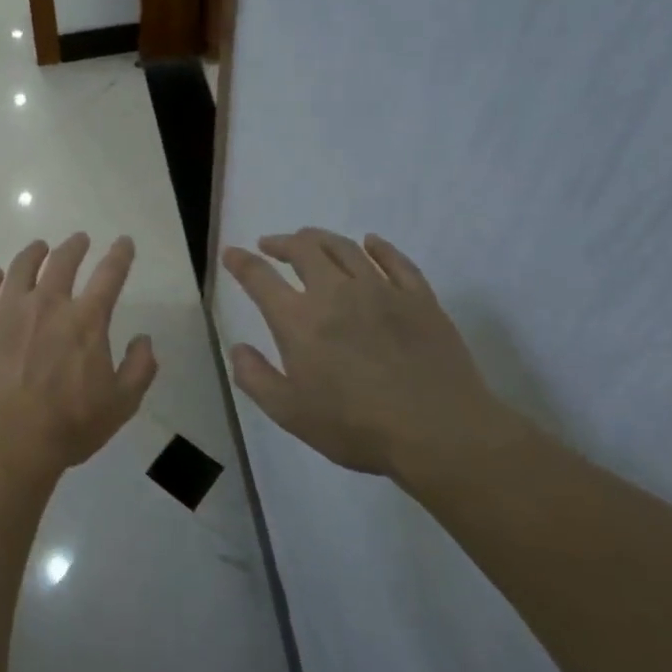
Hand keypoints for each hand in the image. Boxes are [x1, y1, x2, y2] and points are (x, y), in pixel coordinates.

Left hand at [0, 233, 158, 476]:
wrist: (8, 439)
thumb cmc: (69, 425)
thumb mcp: (121, 404)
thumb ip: (139, 368)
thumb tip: (145, 339)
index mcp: (86, 320)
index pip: (109, 275)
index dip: (120, 255)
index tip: (123, 241)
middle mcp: (48, 303)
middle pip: (62, 261)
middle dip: (74, 246)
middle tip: (79, 239)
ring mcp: (8, 309)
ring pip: (21, 267)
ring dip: (34, 252)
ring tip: (39, 247)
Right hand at [221, 229, 496, 477]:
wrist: (441, 434)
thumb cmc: (357, 427)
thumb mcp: (290, 413)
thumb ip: (255, 378)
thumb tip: (238, 349)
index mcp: (298, 320)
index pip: (259, 277)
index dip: (241, 262)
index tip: (231, 253)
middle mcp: (335, 293)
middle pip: (303, 249)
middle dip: (281, 242)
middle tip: (271, 245)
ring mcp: (381, 291)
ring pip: (345, 248)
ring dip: (321, 238)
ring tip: (310, 240)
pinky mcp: (419, 298)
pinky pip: (395, 260)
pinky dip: (379, 246)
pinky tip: (371, 242)